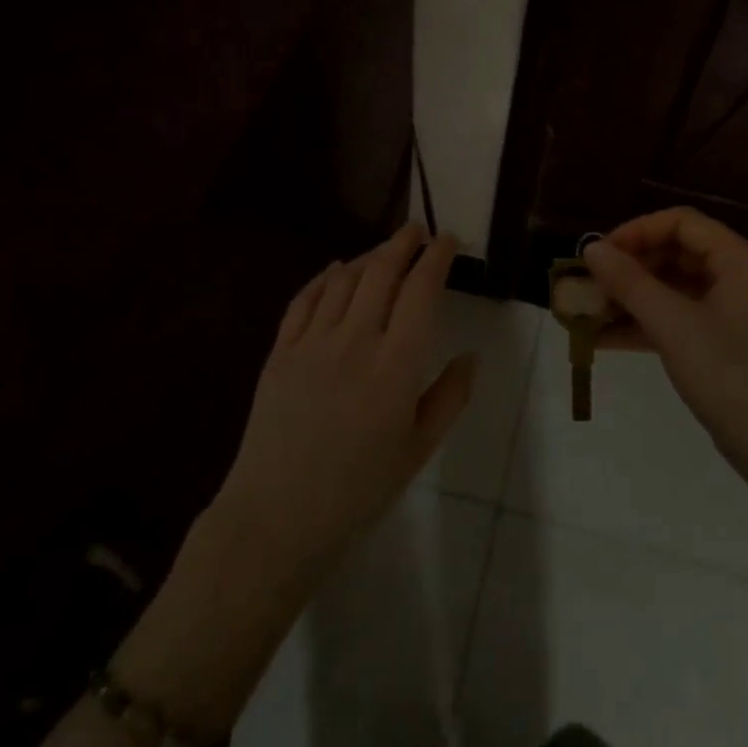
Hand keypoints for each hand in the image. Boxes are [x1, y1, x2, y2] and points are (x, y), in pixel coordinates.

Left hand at [211, 224, 473, 579]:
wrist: (277, 516)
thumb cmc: (358, 490)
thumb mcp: (419, 449)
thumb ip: (450, 396)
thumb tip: (470, 354)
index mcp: (396, 366)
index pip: (421, 292)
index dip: (437, 258)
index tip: (448, 240)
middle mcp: (355, 341)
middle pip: (381, 273)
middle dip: (403, 244)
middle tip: (417, 230)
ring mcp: (312, 343)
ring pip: (343, 280)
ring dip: (368, 256)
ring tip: (384, 250)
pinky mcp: (280, 352)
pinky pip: (304, 300)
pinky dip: (323, 278)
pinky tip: (335, 271)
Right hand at [583, 208, 747, 492]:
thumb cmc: (731, 377)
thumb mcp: (674, 326)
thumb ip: (630, 283)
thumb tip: (591, 248)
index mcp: (739, 261)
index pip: (682, 222)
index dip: (637, 231)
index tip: (599, 255)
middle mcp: (738, 278)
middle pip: (675, 253)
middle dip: (629, 267)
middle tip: (589, 285)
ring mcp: (731, 313)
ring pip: (672, 289)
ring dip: (630, 298)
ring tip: (586, 312)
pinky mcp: (722, 344)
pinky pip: (677, 319)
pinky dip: (643, 325)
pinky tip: (602, 339)